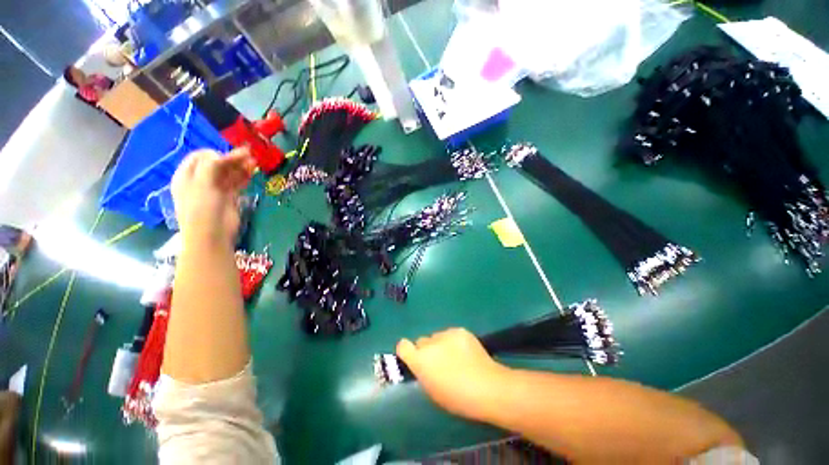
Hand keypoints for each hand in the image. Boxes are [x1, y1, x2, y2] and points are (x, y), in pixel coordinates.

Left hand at [171, 148, 255, 245]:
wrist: (212, 234)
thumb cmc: (201, 207)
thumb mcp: (202, 182)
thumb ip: (212, 165)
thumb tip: (224, 155)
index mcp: (186, 175)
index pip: (200, 157)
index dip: (214, 153)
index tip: (228, 156)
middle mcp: (200, 180)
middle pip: (216, 164)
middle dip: (231, 158)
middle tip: (248, 155)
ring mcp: (215, 189)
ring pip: (228, 173)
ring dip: (240, 166)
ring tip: (253, 162)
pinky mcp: (229, 197)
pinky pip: (236, 183)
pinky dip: (244, 176)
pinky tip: (252, 172)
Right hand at [396, 328, 507, 420]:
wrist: (487, 387)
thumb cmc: (457, 398)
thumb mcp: (433, 391)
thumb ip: (423, 373)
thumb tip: (422, 364)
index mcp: (420, 360)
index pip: (403, 346)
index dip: (406, 351)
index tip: (412, 357)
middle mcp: (430, 342)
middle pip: (422, 341)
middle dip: (427, 350)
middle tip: (440, 362)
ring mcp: (446, 333)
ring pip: (437, 336)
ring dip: (441, 344)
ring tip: (456, 357)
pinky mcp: (460, 330)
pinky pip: (451, 334)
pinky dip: (454, 341)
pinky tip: (466, 351)